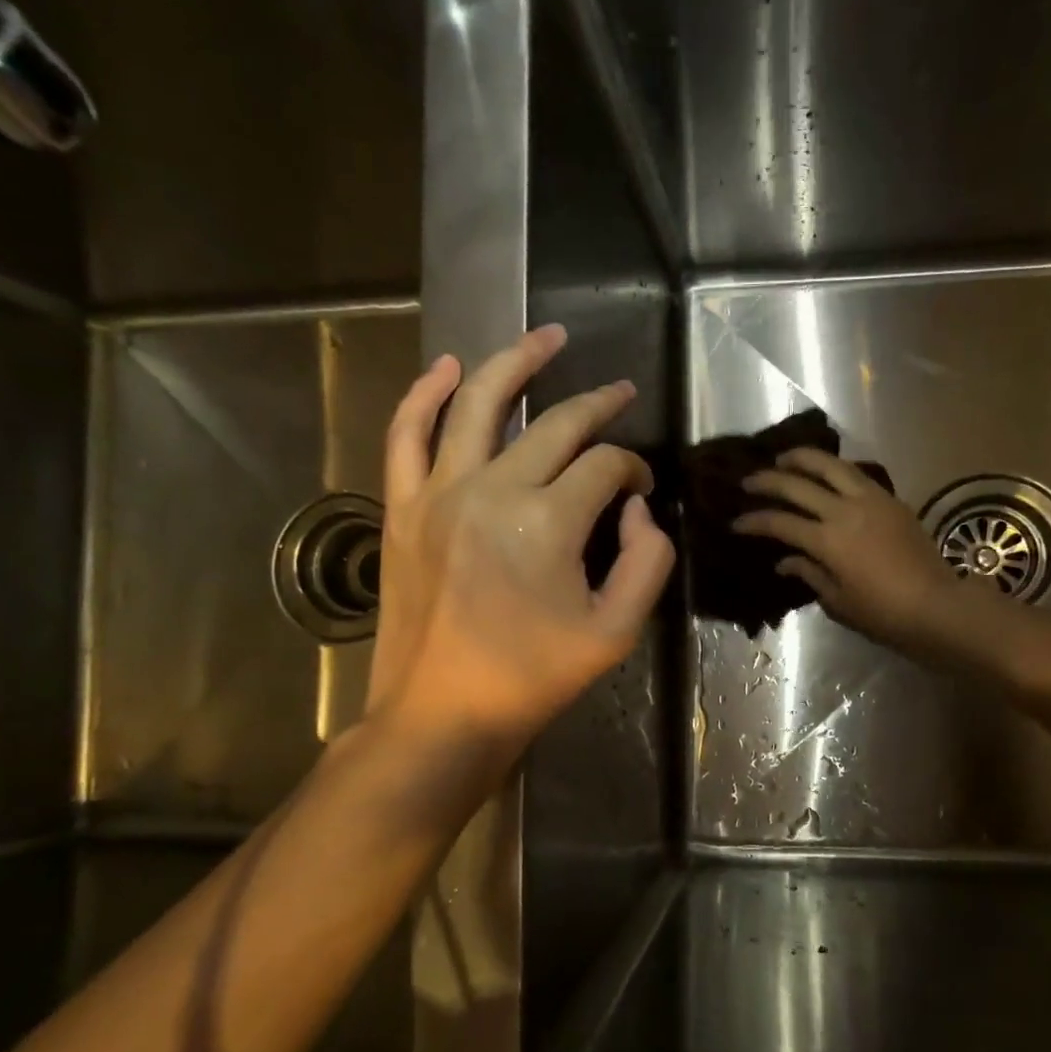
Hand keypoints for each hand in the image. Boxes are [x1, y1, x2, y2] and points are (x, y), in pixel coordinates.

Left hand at [364, 324, 674, 761]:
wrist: (441, 714)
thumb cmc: (533, 678)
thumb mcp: (616, 631)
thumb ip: (647, 560)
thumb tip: (636, 507)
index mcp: (548, 522)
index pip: (605, 468)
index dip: (633, 471)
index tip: (641, 491)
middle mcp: (491, 490)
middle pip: (554, 425)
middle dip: (597, 405)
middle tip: (620, 392)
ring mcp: (438, 494)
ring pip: (476, 403)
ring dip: (514, 362)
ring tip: (547, 337)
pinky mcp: (403, 508)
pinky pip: (405, 434)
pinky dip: (423, 393)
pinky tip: (447, 366)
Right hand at [734, 448, 962, 654]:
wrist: (936, 605)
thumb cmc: (883, 613)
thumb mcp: (838, 602)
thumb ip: (809, 574)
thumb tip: (785, 561)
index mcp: (828, 541)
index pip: (780, 523)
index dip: (754, 521)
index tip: (736, 522)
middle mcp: (845, 511)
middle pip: (798, 484)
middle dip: (768, 480)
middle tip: (748, 481)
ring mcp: (870, 500)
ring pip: (830, 465)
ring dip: (803, 458)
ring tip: (784, 458)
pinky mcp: (890, 499)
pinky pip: (855, 474)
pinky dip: (833, 468)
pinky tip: (825, 472)